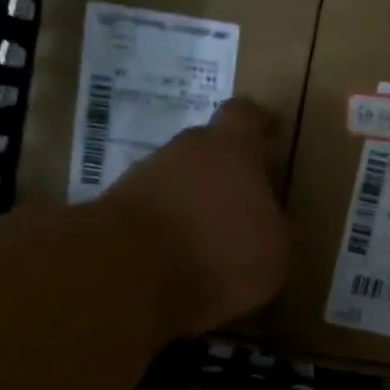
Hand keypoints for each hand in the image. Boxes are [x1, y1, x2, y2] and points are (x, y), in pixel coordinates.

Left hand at [103, 99, 289, 336]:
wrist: (129, 273)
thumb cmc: (220, 253)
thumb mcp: (274, 251)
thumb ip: (272, 226)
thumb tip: (266, 223)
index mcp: (233, 150)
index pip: (246, 116)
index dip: (258, 123)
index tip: (269, 132)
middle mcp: (186, 150)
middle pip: (207, 148)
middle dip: (222, 172)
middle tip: (239, 204)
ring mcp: (144, 176)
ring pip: (176, 180)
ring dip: (191, 203)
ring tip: (206, 242)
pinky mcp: (114, 207)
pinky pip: (152, 211)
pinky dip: (164, 229)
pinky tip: (177, 261)